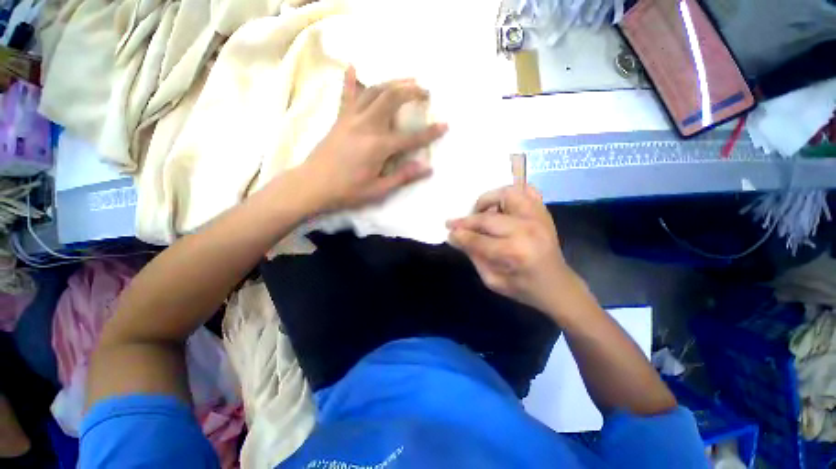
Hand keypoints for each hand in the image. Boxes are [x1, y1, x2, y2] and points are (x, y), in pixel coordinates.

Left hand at [301, 66, 446, 212]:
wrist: (312, 185)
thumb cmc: (347, 191)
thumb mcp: (378, 190)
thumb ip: (403, 176)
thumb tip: (426, 167)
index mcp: (378, 147)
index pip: (410, 137)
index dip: (430, 132)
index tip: (445, 125)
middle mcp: (366, 126)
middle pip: (392, 99)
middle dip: (411, 91)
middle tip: (425, 91)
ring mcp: (351, 119)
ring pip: (374, 91)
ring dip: (392, 82)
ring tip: (407, 79)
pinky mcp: (339, 119)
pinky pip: (347, 95)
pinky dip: (351, 79)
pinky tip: (354, 66)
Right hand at [447, 185, 576, 311]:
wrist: (557, 285)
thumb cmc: (523, 288)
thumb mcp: (492, 280)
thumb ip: (473, 256)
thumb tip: (456, 237)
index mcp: (514, 253)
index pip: (477, 239)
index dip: (459, 235)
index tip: (449, 232)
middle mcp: (526, 231)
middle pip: (488, 217)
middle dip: (467, 221)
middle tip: (455, 224)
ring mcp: (538, 218)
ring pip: (507, 194)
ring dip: (488, 201)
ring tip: (481, 213)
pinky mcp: (544, 212)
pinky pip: (527, 190)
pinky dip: (512, 193)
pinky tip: (502, 205)